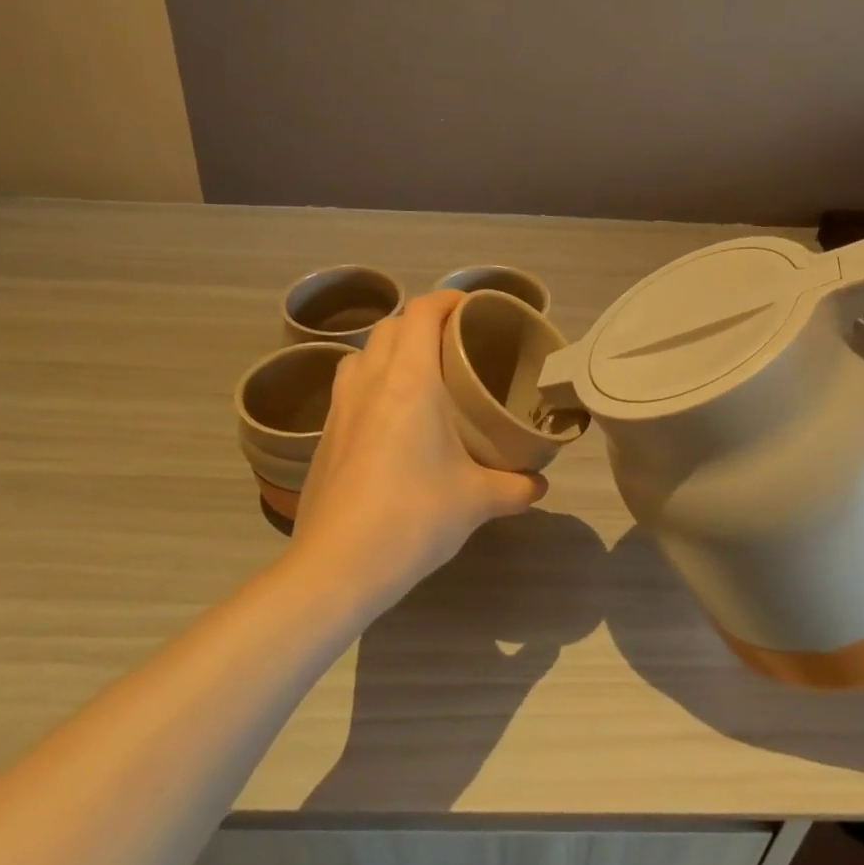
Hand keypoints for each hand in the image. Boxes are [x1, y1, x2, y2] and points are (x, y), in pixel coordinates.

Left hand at [289, 290, 547, 604]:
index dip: (448, 299)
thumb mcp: (476, 501)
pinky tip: (389, 419)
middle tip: (453, 344)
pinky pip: (348, 387)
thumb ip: (514, 487)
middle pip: (391, 326)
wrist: (338, 565)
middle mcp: (370, 381)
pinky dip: (370, 382)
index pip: (423, 312)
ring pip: (362, 354)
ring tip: (418, 375)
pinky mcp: (324, 435)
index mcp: (410, 380)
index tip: (472, 308)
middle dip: (422, 322)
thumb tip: (539, 485)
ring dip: (389, 350)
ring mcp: (340, 407)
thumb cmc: (414, 517)